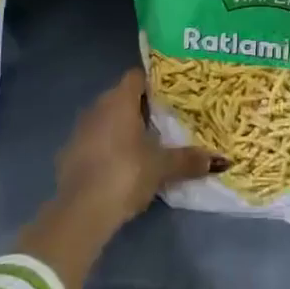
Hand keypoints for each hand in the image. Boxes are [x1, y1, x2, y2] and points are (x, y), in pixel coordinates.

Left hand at [52, 68, 222, 231]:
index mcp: (120, 99)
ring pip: (106, 120)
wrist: (80, 211)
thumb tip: (221, 160)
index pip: (137, 77)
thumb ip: (189, 160)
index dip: (153, 83)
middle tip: (164, 122)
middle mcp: (98, 106)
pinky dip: (106, 148)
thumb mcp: (162, 167)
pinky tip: (120, 167)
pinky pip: (94, 141)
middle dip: (140, 108)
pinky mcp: (69, 154)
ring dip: (122, 129)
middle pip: (122, 97)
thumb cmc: (125, 174)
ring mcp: (80, 129)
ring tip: (145, 145)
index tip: (170, 96)